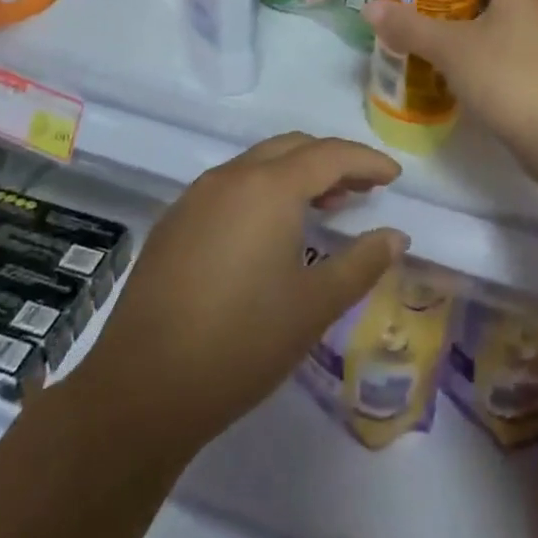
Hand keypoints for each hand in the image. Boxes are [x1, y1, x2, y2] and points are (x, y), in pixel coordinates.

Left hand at [61, 133, 407, 468]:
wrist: (141, 389)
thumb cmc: (241, 343)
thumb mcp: (314, 306)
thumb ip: (362, 263)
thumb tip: (396, 236)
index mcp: (268, 187)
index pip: (330, 155)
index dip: (367, 161)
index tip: (394, 177)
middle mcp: (230, 177)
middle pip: (292, 147)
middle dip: (332, 161)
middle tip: (364, 189)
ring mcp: (196, 197)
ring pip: (258, 164)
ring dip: (296, 174)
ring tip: (325, 206)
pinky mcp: (174, 222)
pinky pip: (230, 186)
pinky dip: (263, 191)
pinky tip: (270, 231)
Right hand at [366, 0, 537, 170]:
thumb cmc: (509, 77)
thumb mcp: (451, 49)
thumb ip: (410, 26)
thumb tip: (370, 6)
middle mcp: (537, 2)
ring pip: (499, 9)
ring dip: (466, 10)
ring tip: (427, 14)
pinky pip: (506, 38)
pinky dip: (479, 38)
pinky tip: (453, 54)